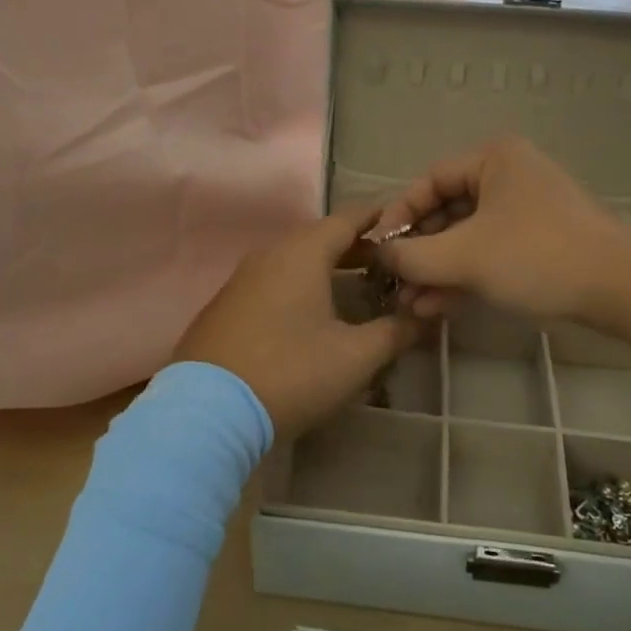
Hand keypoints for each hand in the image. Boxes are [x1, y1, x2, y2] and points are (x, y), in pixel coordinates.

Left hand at [173, 200, 418, 439]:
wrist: (206, 412)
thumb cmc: (290, 373)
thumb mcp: (354, 357)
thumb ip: (394, 332)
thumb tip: (423, 316)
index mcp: (303, 252)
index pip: (349, 218)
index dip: (380, 221)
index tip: (407, 229)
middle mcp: (270, 253)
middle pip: (320, 236)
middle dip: (356, 246)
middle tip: (388, 264)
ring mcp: (242, 278)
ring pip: (294, 258)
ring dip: (327, 266)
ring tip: (355, 286)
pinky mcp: (226, 305)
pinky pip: (273, 279)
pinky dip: (300, 283)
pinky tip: (310, 313)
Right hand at [373, 136, 630, 328]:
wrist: (623, 289)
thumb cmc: (538, 256)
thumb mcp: (465, 256)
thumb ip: (413, 255)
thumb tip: (379, 255)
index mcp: (494, 159)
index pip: (429, 180)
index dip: (398, 215)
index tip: (378, 250)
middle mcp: (510, 176)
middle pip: (447, 210)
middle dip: (419, 252)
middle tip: (394, 283)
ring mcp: (527, 210)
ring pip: (468, 237)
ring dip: (438, 270)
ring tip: (411, 304)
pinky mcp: (540, 242)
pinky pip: (490, 252)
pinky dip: (465, 276)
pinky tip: (437, 306)